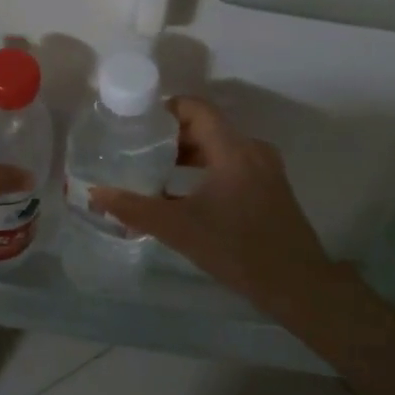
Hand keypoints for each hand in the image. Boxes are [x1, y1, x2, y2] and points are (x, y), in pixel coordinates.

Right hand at [90, 96, 328, 296]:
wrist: (299, 286)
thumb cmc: (239, 249)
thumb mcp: (180, 229)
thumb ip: (135, 209)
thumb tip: (95, 194)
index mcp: (232, 148)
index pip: (195, 107)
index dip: (165, 109)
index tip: (136, 123)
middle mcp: (251, 149)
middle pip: (206, 126)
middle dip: (171, 135)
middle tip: (138, 150)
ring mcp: (265, 168)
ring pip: (220, 146)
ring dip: (189, 154)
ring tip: (156, 172)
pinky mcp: (270, 187)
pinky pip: (233, 163)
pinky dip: (207, 168)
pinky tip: (186, 194)